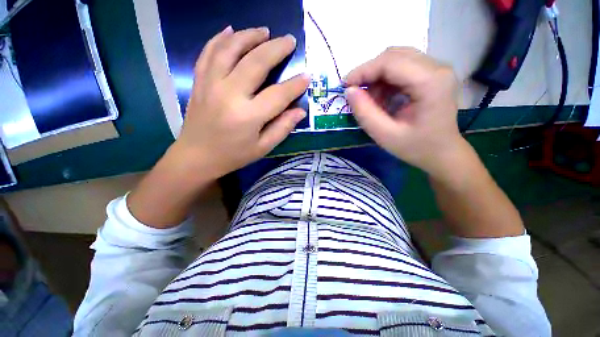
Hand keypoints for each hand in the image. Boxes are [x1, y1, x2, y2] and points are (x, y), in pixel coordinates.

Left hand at [174, 26, 308, 179]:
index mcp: (248, 116)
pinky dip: (220, 38)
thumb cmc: (233, 155)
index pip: (278, 95)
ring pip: (230, 49)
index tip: (307, 76)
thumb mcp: (263, 148)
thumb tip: (300, 111)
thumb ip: (282, 128)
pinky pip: (208, 52)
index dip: (295, 85)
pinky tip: (230, 30)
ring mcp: (211, 84)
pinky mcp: (199, 81)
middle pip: (255, 62)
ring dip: (249, 36)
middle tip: (290, 41)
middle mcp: (229, 94)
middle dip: (276, 48)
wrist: (197, 156)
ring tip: (264, 31)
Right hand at [345, 47, 466, 177]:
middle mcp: (437, 68)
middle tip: (355, 92)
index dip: (363, 70)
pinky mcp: (432, 74)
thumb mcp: (385, 135)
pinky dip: (385, 79)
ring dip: (377, 76)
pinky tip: (382, 97)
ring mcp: (436, 69)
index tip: (345, 86)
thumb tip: (349, 91)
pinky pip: (402, 67)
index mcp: (430, 83)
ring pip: (397, 58)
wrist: (442, 152)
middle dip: (369, 72)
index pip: (390, 62)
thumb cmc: (416, 147)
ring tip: (371, 99)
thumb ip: (365, 113)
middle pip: (394, 56)